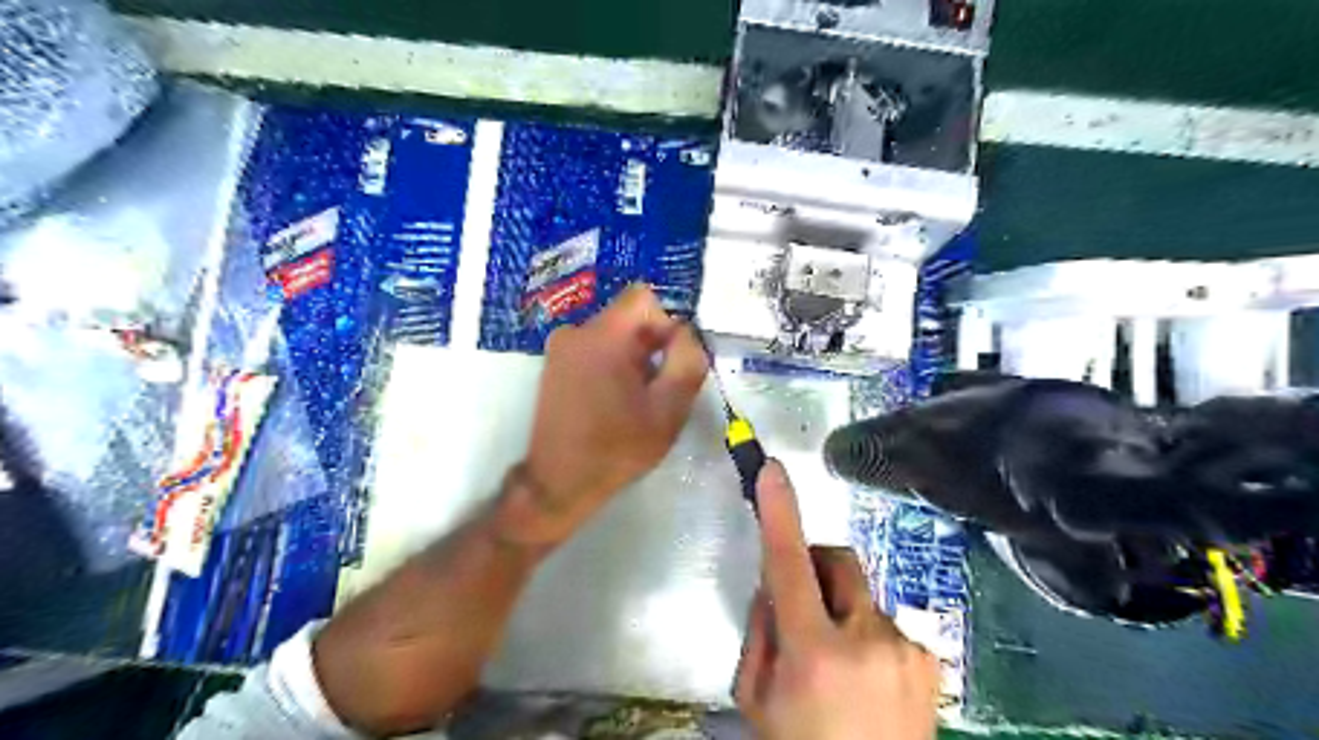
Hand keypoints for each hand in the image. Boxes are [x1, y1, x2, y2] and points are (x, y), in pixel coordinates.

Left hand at [511, 285, 705, 547]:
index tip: (669, 363)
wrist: (558, 483)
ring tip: (632, 401)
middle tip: (655, 390)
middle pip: (629, 318)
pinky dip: (612, 366)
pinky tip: (612, 402)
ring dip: (632, 359)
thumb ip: (687, 362)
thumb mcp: (668, 409)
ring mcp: (559, 348)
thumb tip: (686, 333)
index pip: (644, 298)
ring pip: (613, 335)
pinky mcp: (554, 365)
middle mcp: (575, 331)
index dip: (665, 325)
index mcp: (602, 336)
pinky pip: (595, 349)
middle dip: (650, 347)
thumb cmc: (617, 448)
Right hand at [737, 463, 941, 738]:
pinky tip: (866, 678)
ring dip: (840, 609)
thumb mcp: (756, 698)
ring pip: (860, 594)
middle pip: (837, 561)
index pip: (790, 566)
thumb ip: (761, 631)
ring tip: (838, 662)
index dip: (780, 513)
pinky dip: (866, 633)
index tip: (773, 471)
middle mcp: (869, 640)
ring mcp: (907, 647)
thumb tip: (775, 586)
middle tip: (801, 604)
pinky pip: (885, 620)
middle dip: (814, 567)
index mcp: (815, 653)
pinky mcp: (929, 656)